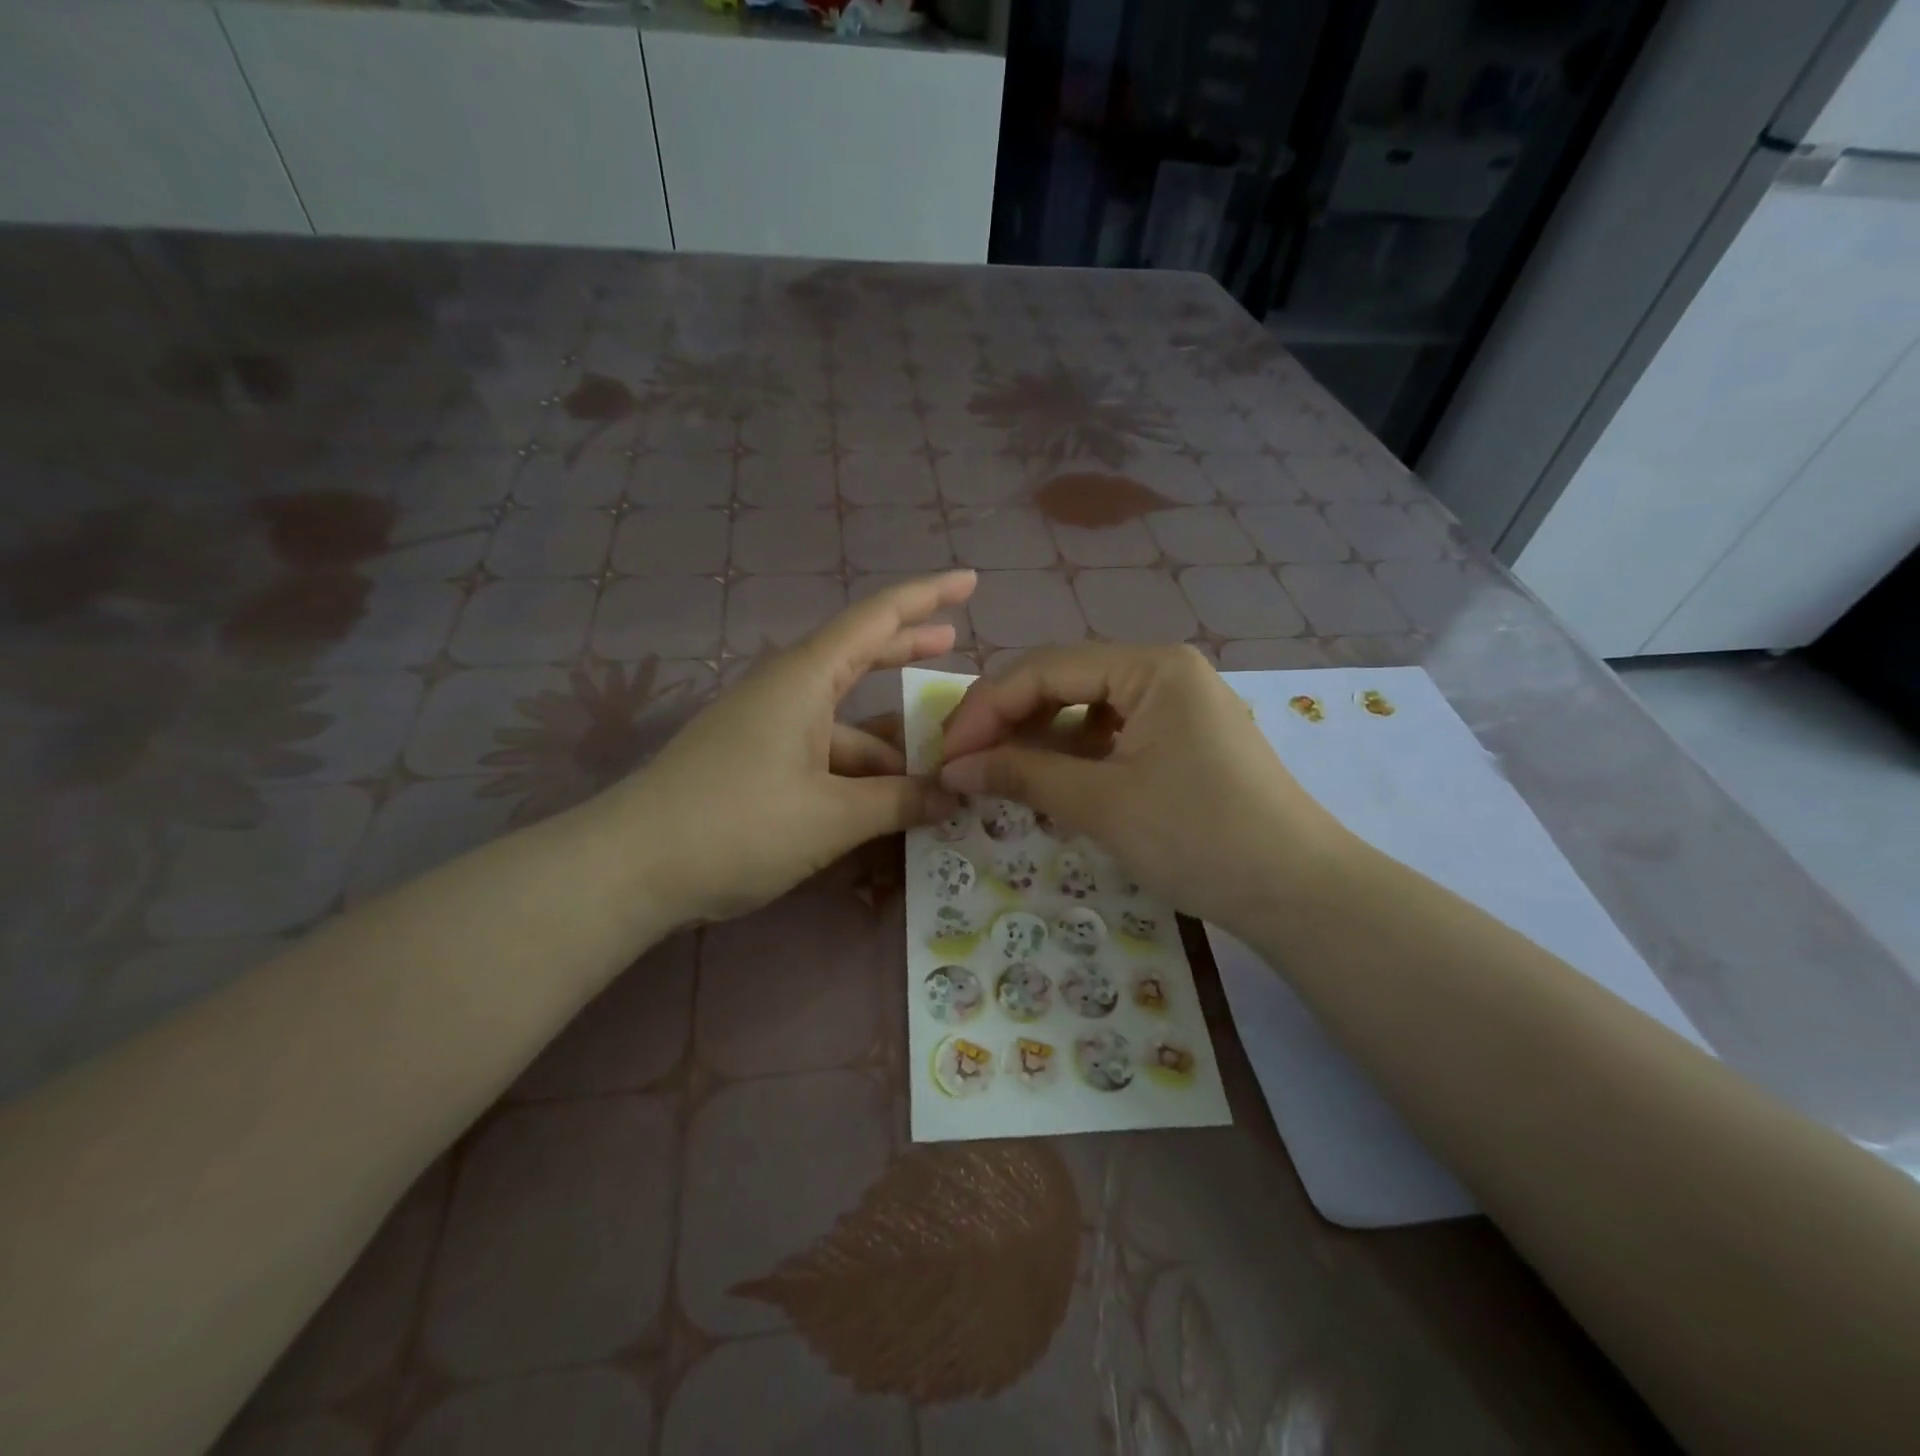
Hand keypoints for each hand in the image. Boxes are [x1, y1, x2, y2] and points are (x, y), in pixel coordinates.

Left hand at [614, 571, 974, 922]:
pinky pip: (823, 754)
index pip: (876, 618)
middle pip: (860, 656)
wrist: (630, 868)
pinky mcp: (756, 764)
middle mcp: (787, 691)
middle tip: (957, 642)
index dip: (927, 596)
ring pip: (844, 722)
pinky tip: (887, 802)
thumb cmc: (737, 824)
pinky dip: (858, 771)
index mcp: (805, 679)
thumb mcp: (832, 816)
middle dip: (908, 648)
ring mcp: (768, 728)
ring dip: (888, 740)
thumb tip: (953, 794)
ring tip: (940, 762)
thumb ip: (899, 802)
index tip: (970, 579)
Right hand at [937, 644, 1354, 934]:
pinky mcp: (1181, 739)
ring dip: (1036, 738)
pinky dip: (1072, 754)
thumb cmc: (1199, 838)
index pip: (1045, 669)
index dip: (986, 709)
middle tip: (962, 763)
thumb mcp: (1102, 805)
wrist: (1297, 892)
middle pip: (1063, 681)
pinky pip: (1110, 733)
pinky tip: (1050, 781)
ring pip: (1084, 707)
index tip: (946, 755)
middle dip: (1007, 720)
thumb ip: (1023, 775)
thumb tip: (953, 768)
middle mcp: (1163, 671)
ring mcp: (1176, 704)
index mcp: (1151, 667)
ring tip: (997, 773)